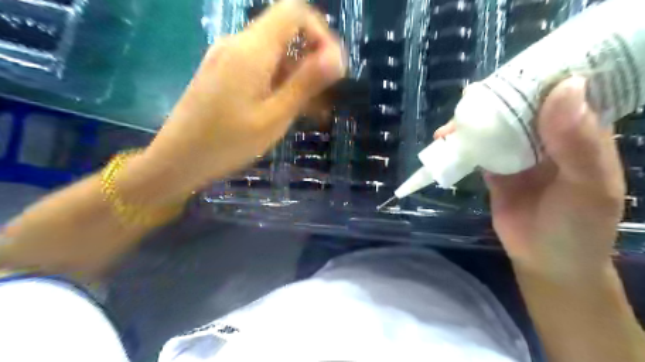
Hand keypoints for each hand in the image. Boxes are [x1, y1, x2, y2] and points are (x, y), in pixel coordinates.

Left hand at [139, 0, 345, 196]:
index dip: (320, 33)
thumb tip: (336, 57)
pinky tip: (285, 108)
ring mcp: (227, 58)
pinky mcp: (222, 72)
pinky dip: (278, 82)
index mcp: (251, 50)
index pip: (294, 12)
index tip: (332, 69)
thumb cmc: (228, 143)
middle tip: (324, 98)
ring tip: (310, 111)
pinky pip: (258, 67)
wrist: (178, 159)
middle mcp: (237, 44)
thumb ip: (304, 83)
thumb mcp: (274, 117)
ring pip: (273, 53)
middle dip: (311, 60)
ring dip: (296, 76)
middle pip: (285, 33)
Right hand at [436, 76, 627, 279]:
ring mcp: (518, 153)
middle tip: (471, 97)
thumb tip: (564, 87)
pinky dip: (462, 145)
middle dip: (495, 99)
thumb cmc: (577, 227)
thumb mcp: (589, 187)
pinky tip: (446, 141)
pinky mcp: (495, 169)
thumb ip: (578, 142)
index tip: (513, 68)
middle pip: (520, 107)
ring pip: (495, 127)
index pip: (563, 91)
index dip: (540, 75)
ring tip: (451, 125)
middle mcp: (547, 137)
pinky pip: (478, 150)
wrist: (545, 261)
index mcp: (580, 132)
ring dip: (472, 123)